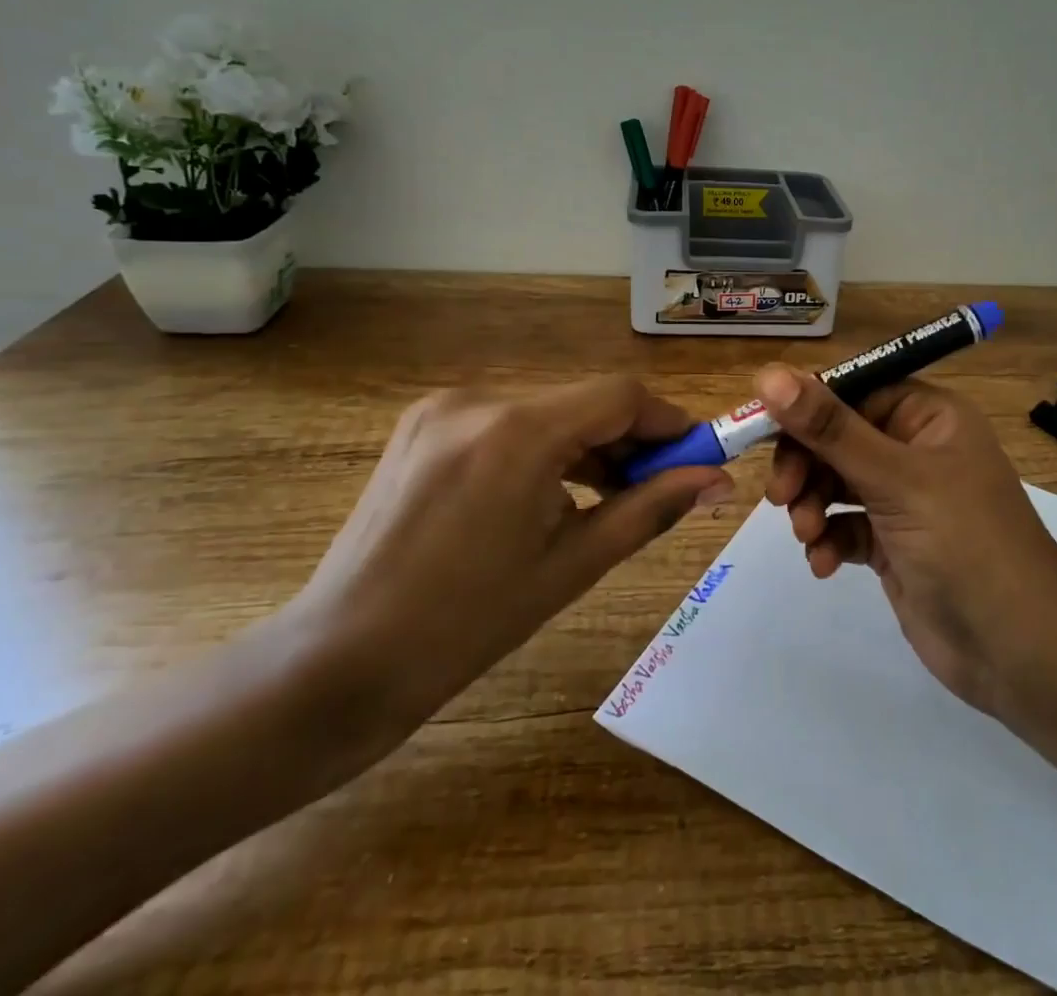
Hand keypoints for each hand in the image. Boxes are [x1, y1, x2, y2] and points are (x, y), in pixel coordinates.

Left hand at [285, 377, 735, 747]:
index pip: (620, 395)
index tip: (699, 457)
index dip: (670, 421)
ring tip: (611, 498)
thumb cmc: (465, 625)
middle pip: (583, 401)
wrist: (339, 662)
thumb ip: (651, 509)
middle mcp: (480, 399)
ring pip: (546, 411)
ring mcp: (443, 408)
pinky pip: (506, 423)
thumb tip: (717, 480)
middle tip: (661, 488)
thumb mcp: (571, 565)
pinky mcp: (422, 424)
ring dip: (588, 446)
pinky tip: (553, 494)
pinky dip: (543, 448)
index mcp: (518, 431)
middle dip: (630, 440)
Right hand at [758, 364, 1056, 712]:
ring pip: (835, 483)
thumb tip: (768, 374)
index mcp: (927, 416)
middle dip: (805, 466)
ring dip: (812, 505)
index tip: (763, 430)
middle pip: (837, 438)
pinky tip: (824, 563)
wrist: (1018, 650)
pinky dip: (828, 540)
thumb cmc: (964, 542)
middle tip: (782, 496)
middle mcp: (915, 449)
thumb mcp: (894, 478)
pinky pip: (844, 525)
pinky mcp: (893, 543)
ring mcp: (904, 498)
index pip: (852, 391)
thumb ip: (829, 428)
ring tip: (808, 535)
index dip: (805, 407)